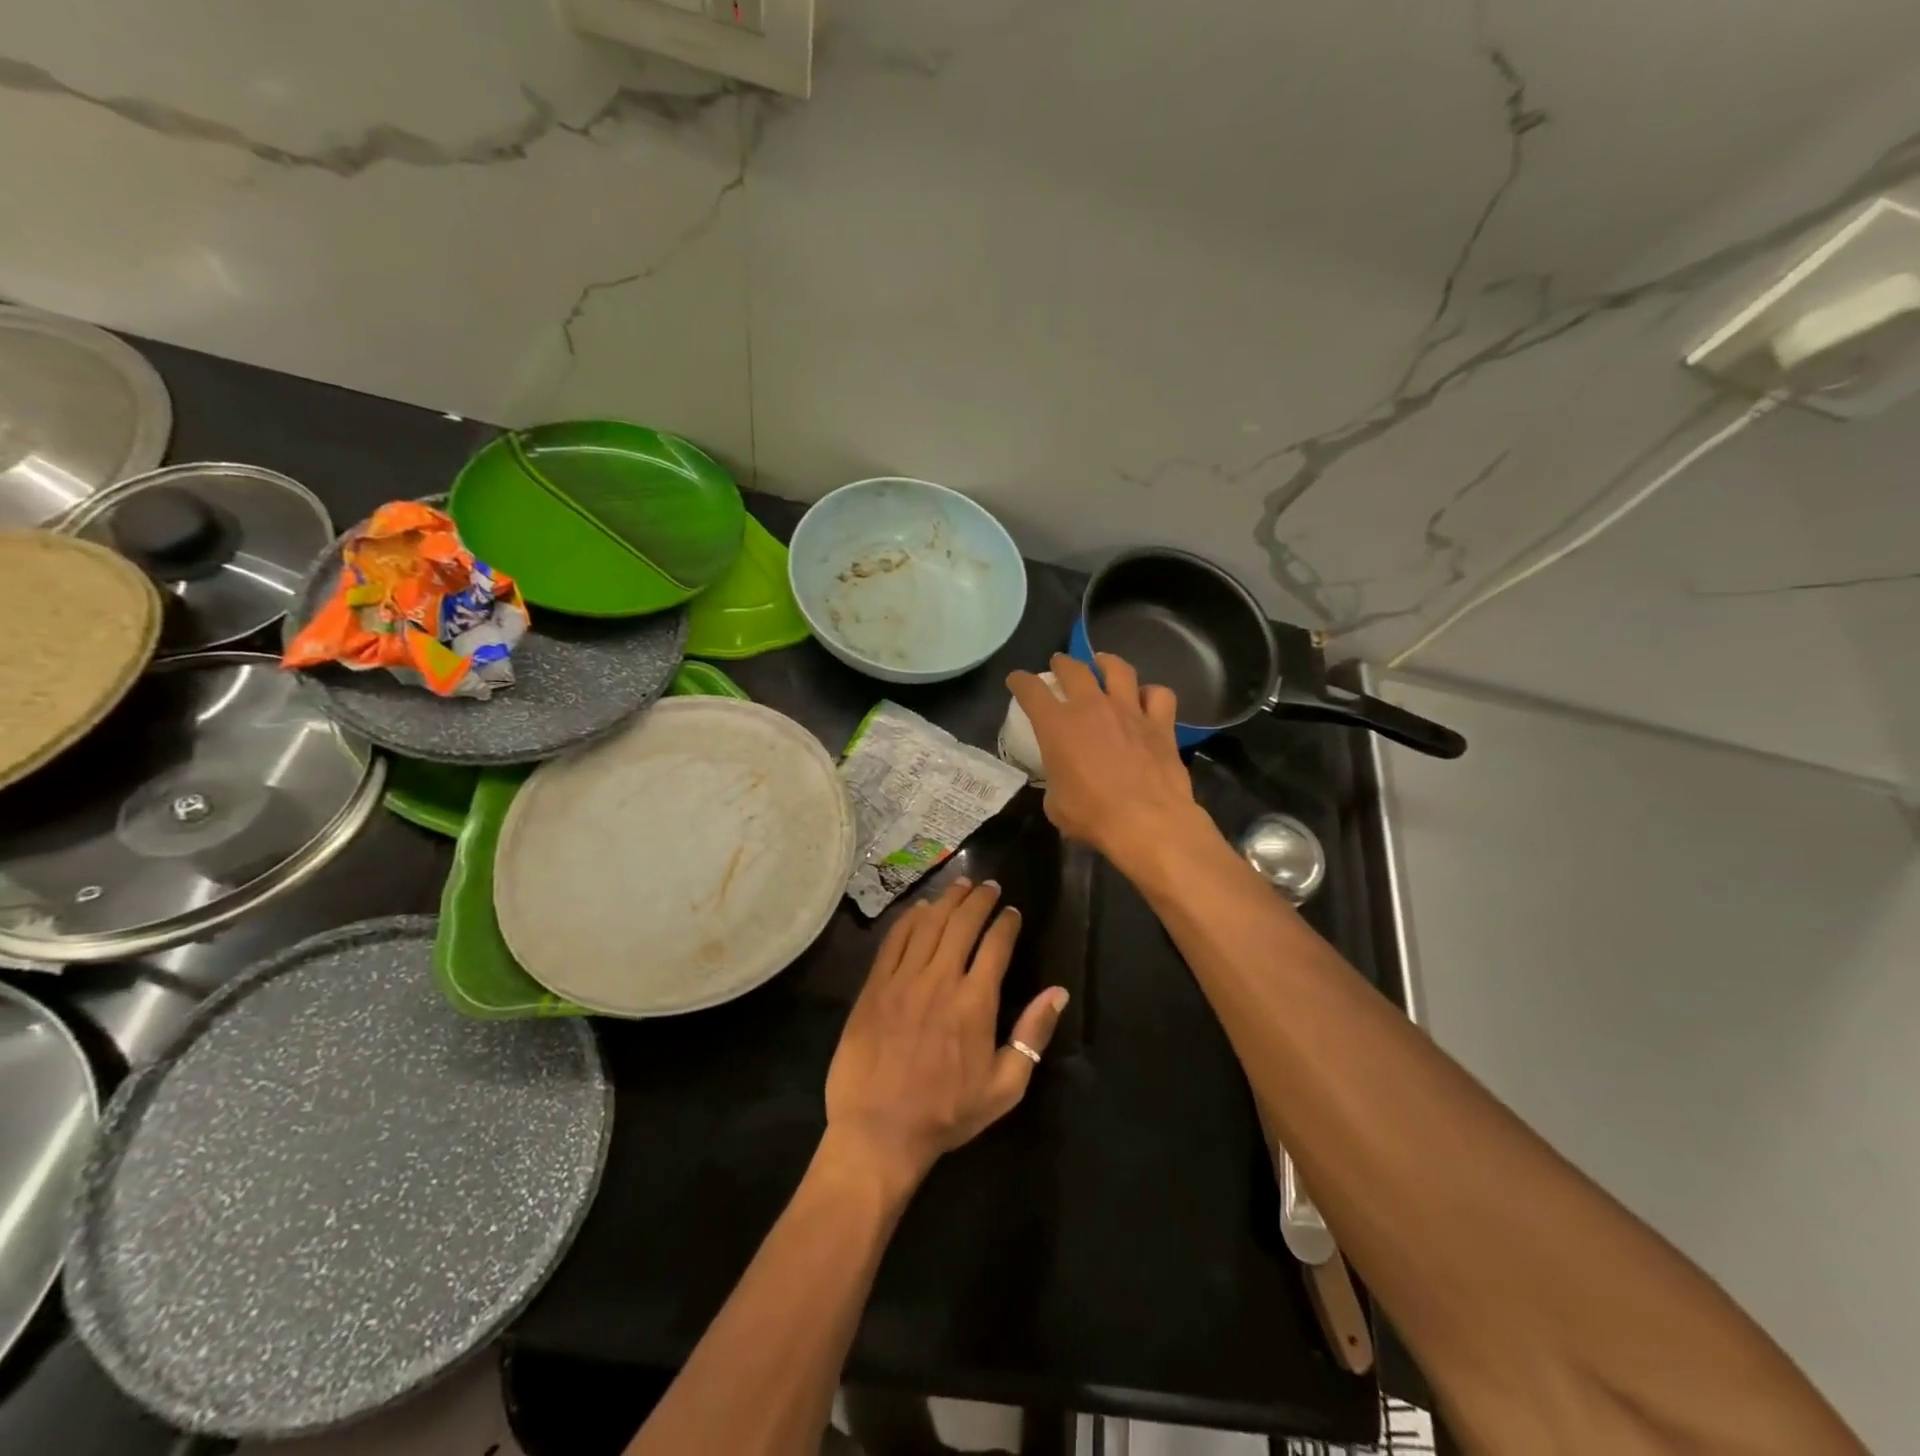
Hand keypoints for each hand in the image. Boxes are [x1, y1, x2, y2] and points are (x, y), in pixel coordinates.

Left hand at [825, 878, 1068, 1197]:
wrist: (878, 1131)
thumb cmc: (946, 1114)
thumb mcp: (1004, 1087)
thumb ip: (1032, 1035)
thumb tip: (1058, 992)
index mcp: (975, 1002)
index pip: (996, 945)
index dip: (1006, 922)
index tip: (1012, 911)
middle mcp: (940, 980)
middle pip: (962, 923)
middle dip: (979, 899)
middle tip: (989, 886)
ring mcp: (903, 980)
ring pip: (929, 924)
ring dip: (947, 900)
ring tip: (961, 885)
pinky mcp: (874, 986)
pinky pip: (894, 940)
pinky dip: (910, 918)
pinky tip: (920, 908)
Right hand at [1007, 653, 1202, 865]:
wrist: (1147, 823)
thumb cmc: (1092, 816)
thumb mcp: (1055, 803)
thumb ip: (1055, 779)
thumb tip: (1062, 778)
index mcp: (1057, 726)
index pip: (1031, 690)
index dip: (1020, 681)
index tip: (1016, 681)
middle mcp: (1092, 707)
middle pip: (1074, 669)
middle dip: (1062, 663)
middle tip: (1059, 664)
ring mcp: (1129, 711)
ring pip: (1119, 669)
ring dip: (1106, 662)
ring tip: (1102, 663)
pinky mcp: (1161, 724)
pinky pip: (1158, 695)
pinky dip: (1150, 694)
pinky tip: (1146, 700)